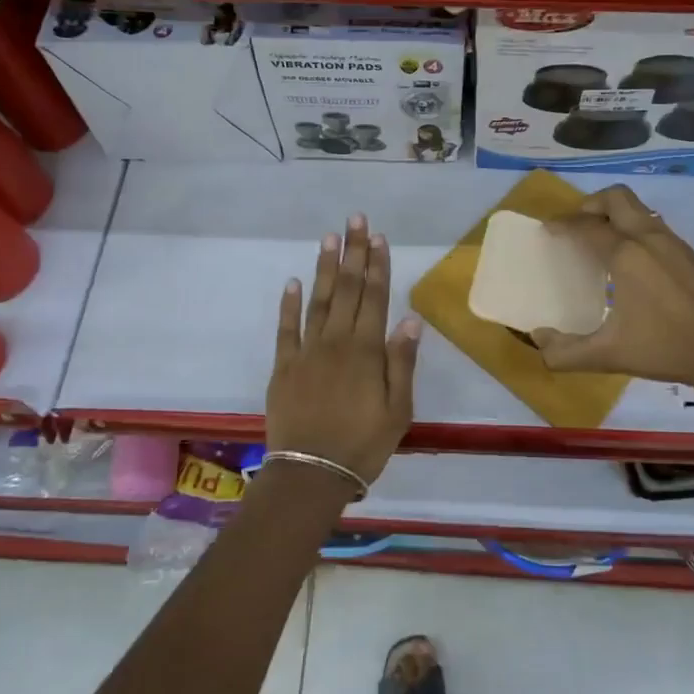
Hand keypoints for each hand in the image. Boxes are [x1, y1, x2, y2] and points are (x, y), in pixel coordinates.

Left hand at [265, 214, 420, 486]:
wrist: (311, 473)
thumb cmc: (363, 444)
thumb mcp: (398, 409)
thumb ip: (401, 362)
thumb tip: (410, 319)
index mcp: (366, 351)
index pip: (375, 298)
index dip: (377, 265)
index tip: (378, 237)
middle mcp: (336, 342)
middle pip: (348, 290)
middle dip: (353, 253)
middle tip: (354, 220)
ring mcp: (307, 352)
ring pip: (318, 301)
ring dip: (324, 268)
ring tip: (328, 238)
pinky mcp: (283, 366)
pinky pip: (286, 329)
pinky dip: (288, 305)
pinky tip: (292, 282)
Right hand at [533, 185, 693, 387]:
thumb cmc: (666, 348)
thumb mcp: (609, 356)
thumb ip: (566, 352)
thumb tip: (538, 340)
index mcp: (626, 255)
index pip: (586, 226)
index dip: (562, 225)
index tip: (548, 231)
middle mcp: (649, 238)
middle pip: (616, 197)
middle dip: (591, 205)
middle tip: (578, 227)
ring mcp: (674, 243)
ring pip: (639, 209)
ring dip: (616, 216)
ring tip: (603, 244)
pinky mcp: (691, 254)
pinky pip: (656, 227)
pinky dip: (636, 231)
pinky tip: (635, 264)